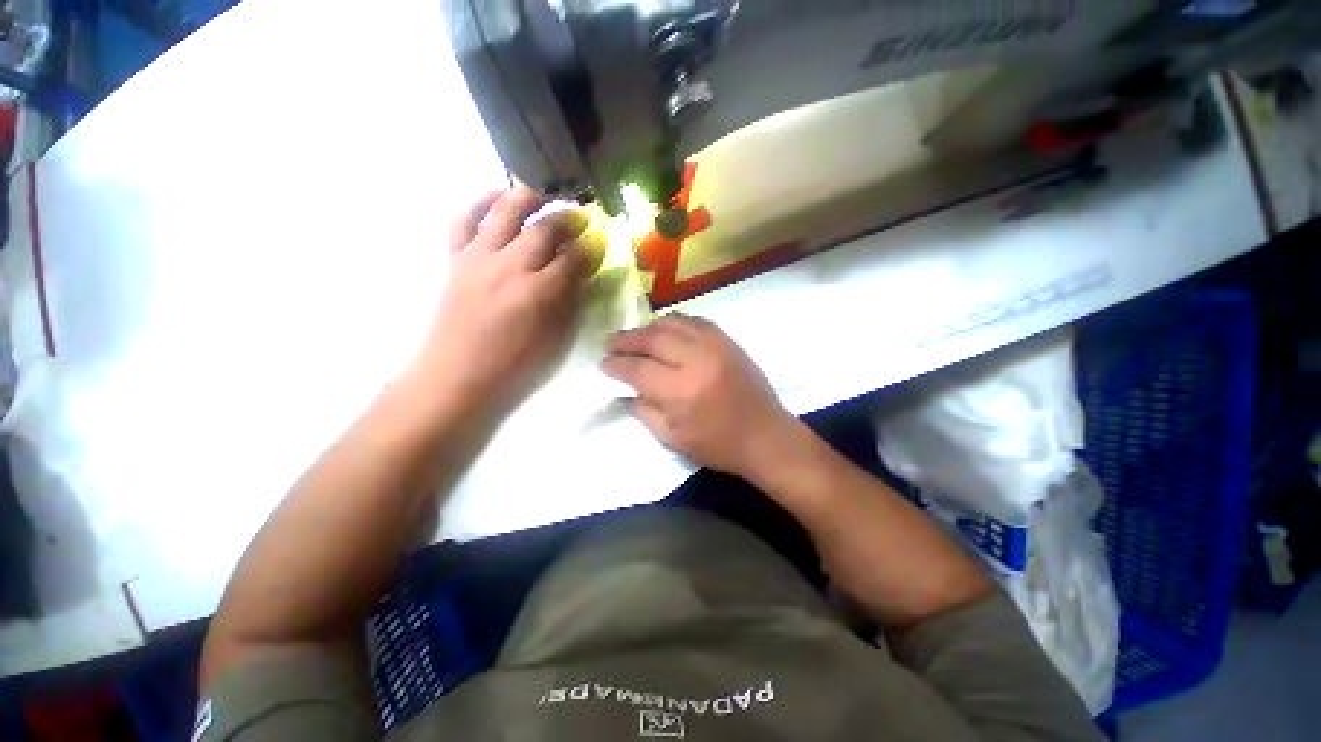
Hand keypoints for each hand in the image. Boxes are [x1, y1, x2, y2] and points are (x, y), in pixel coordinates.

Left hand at [419, 187, 605, 411]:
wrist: (458, 375)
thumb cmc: (514, 365)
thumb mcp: (556, 338)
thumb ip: (571, 301)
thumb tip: (583, 273)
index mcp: (538, 292)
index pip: (572, 258)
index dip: (590, 247)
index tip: (601, 240)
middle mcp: (509, 267)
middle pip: (543, 229)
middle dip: (567, 218)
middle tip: (581, 215)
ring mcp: (478, 259)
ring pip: (503, 212)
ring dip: (527, 197)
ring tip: (543, 194)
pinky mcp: (456, 260)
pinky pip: (464, 220)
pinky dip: (480, 202)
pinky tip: (495, 198)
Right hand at [602, 315, 801, 478]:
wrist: (766, 436)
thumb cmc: (718, 446)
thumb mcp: (672, 439)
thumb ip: (643, 412)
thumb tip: (621, 393)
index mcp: (681, 391)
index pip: (637, 369)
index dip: (615, 364)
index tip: (602, 363)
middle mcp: (696, 360)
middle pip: (652, 338)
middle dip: (626, 339)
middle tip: (610, 343)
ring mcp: (715, 346)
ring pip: (673, 322)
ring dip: (648, 327)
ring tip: (634, 336)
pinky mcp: (728, 341)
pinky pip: (695, 321)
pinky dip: (675, 322)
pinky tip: (665, 330)